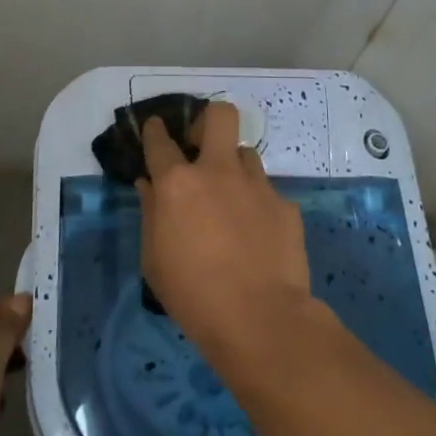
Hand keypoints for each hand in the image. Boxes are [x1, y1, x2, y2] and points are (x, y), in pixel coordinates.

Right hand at [137, 102, 310, 355]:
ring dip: (234, 168)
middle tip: (203, 146)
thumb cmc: (192, 294)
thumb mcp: (154, 259)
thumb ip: (151, 213)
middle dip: (209, 121)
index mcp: (177, 184)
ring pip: (246, 154)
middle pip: (220, 116)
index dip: (155, 130)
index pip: (160, 141)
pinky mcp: (285, 205)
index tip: (156, 127)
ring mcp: (256, 185)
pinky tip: (258, 235)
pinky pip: (267, 193)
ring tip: (233, 199)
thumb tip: (149, 185)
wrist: (260, 319)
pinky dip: (258, 205)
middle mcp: (218, 172)